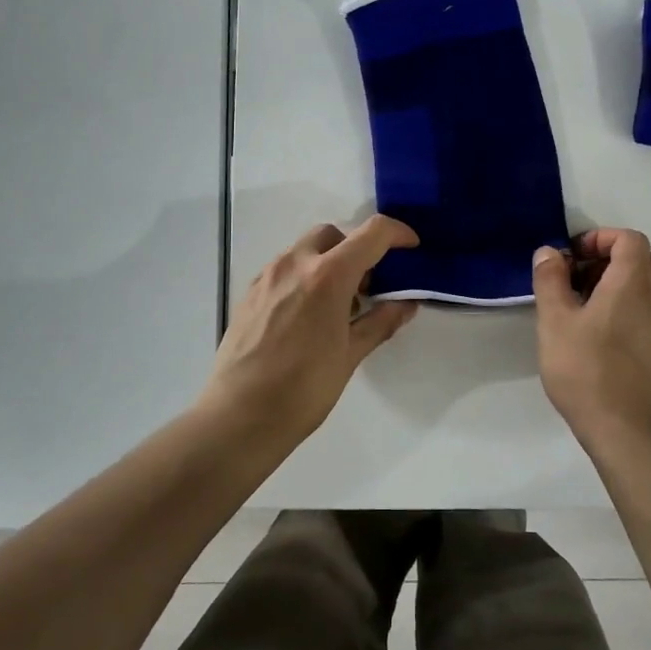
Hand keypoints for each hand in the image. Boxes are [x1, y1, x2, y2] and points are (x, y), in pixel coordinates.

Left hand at [200, 216, 419, 436]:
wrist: (239, 416)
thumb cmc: (304, 388)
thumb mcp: (351, 355)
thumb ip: (381, 321)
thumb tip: (406, 303)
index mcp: (328, 276)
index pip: (372, 234)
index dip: (398, 233)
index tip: (411, 248)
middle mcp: (295, 264)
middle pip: (333, 235)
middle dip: (356, 249)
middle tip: (367, 286)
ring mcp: (267, 276)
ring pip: (305, 250)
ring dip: (328, 263)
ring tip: (336, 307)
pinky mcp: (249, 292)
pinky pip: (283, 270)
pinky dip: (303, 278)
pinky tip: (306, 317)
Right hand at [531, 228, 650, 440]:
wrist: (630, 430)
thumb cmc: (586, 370)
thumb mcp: (554, 322)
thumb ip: (550, 280)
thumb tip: (550, 252)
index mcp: (633, 282)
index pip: (629, 239)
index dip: (602, 238)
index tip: (576, 258)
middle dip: (624, 259)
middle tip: (592, 280)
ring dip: (642, 285)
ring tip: (610, 307)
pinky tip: (630, 335)